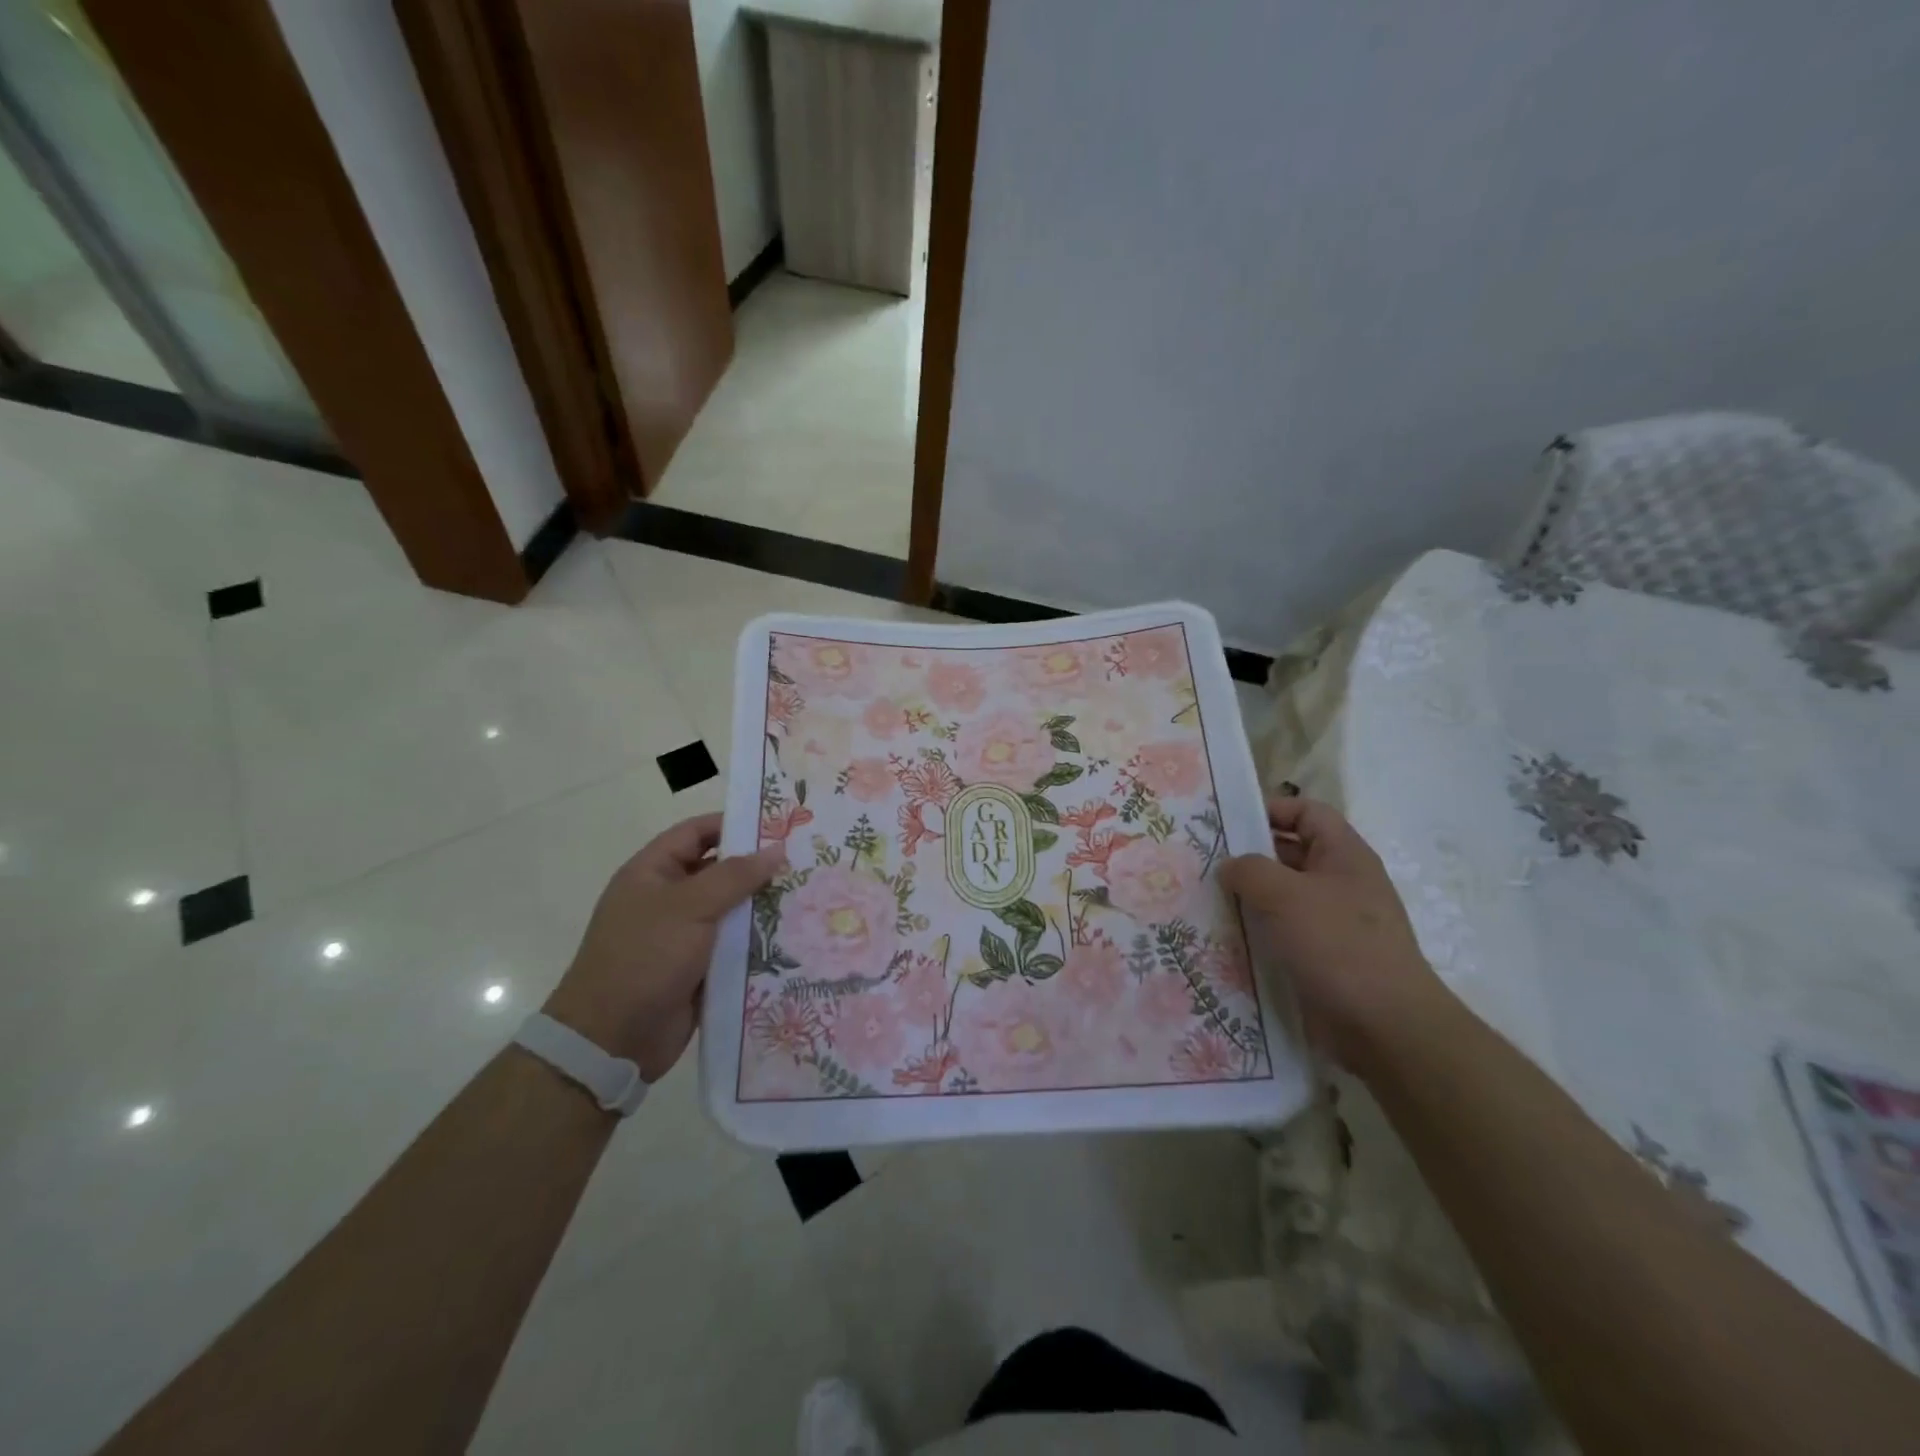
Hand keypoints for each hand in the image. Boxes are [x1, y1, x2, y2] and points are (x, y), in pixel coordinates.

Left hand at [543, 814, 783, 1081]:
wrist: (611, 1040)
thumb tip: (777, 849)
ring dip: (763, 906)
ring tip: (810, 895)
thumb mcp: (689, 907)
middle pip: (720, 871)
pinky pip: (734, 946)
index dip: (734, 824)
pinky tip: (796, 936)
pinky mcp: (699, 969)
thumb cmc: (644, 957)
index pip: (697, 833)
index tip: (778, 825)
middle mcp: (668, 899)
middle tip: (805, 860)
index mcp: (653, 873)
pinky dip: (759, 941)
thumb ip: (735, 876)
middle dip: (758, 867)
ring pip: (731, 911)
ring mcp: (684, 936)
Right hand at [1219, 795, 1447, 1073]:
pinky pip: (1283, 931)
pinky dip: (1257, 931)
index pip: (1306, 812)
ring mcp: (1332, 921)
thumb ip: (1248, 869)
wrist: (1385, 1027)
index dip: (1269, 809)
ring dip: (1247, 897)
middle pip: (1289, 853)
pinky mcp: (1322, 956)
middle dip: (1248, 855)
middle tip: (1202, 860)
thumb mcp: (1284, 895)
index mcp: (1343, 855)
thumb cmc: (1337, 945)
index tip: (1226, 822)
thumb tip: (1230, 866)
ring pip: (1282, 895)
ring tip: (1204, 898)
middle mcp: (1340, 882)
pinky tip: (1225, 937)